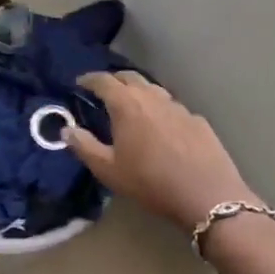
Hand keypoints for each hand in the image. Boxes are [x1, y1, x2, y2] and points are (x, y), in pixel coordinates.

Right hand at [66, 71, 257, 229]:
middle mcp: (152, 97)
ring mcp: (179, 107)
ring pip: (154, 89)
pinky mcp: (198, 120)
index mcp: (127, 104)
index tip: (79, 83)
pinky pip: (173, 108)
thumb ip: (84, 146)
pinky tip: (162, 127)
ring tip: (132, 106)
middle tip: (104, 90)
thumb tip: (66, 130)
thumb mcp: (108, 170)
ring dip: (139, 92)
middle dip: (114, 80)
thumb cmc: (150, 182)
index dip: (89, 79)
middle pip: (130, 77)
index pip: (103, 80)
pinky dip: (161, 110)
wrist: (207, 196)